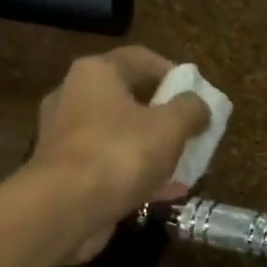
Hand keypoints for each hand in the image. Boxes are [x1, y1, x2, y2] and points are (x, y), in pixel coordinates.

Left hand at [30, 46, 209, 263]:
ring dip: (152, 149)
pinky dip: (137, 174)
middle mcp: (74, 96)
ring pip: (120, 135)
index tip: (197, 95)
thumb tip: (200, 106)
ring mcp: (66, 137)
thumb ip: (191, 110)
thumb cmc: (120, 154)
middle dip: (164, 115)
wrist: (66, 208)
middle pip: (129, 98)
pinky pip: (110, 165)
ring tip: (182, 164)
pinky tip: (166, 191)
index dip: (174, 73)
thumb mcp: (169, 127)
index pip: (141, 59)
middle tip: (191, 131)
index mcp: (96, 73)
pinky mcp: (66, 172)